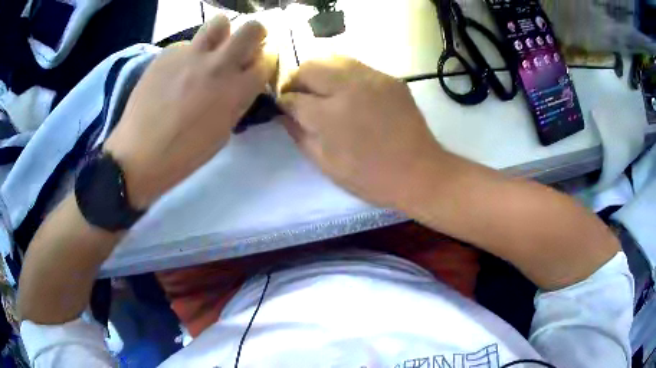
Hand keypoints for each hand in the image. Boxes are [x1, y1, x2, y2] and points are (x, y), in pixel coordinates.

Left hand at [105, 15, 275, 208]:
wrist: (138, 155)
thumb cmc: (184, 155)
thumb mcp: (222, 133)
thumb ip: (237, 101)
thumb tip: (240, 82)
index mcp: (236, 90)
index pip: (267, 60)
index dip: (264, 62)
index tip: (255, 67)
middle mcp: (218, 65)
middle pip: (252, 28)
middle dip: (254, 35)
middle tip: (243, 47)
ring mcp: (191, 55)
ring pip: (219, 23)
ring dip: (221, 34)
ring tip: (209, 52)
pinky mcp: (167, 54)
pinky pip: (186, 44)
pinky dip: (187, 55)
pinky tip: (174, 74)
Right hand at [278, 57, 442, 207]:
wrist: (420, 172)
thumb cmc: (370, 177)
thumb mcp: (326, 164)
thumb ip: (299, 134)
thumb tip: (284, 114)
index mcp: (330, 115)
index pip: (293, 97)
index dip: (284, 103)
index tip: (285, 108)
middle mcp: (349, 87)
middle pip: (308, 67)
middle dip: (296, 80)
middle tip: (300, 97)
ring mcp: (372, 78)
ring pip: (331, 58)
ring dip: (318, 72)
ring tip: (322, 91)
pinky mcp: (389, 78)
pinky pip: (355, 65)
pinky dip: (342, 74)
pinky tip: (348, 92)